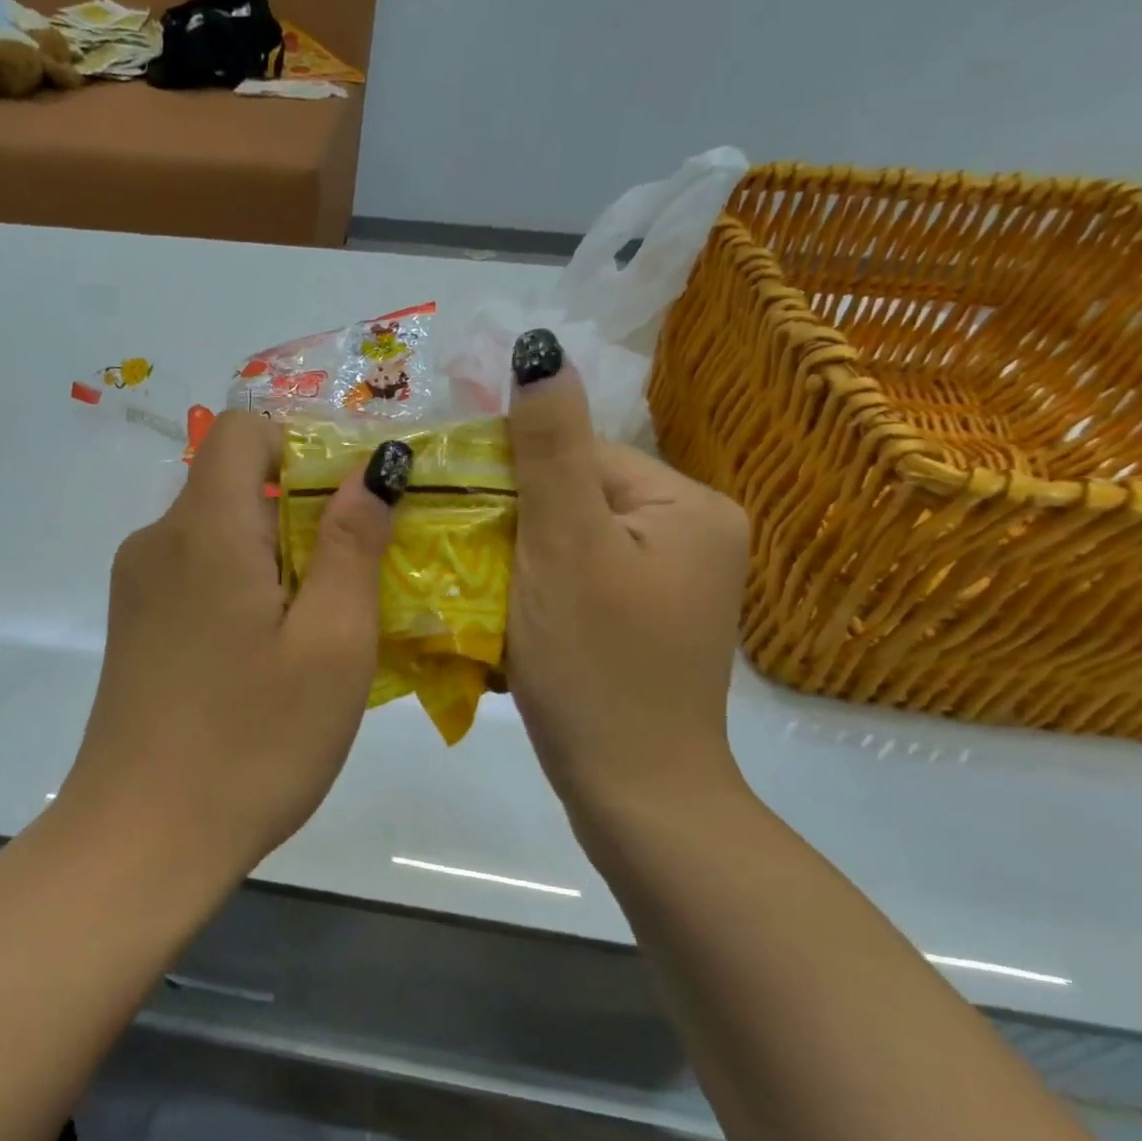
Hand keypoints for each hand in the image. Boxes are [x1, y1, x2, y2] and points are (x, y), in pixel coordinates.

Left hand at [64, 412, 407, 877]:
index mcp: (202, 527)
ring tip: (316, 633)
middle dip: (300, 513)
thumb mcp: (331, 643)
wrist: (141, 840)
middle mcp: (157, 541)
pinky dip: (241, 590)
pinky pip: (196, 576)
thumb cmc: (252, 741)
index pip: (242, 429)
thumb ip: (353, 543)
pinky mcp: (134, 626)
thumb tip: (373, 466)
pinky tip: (266, 660)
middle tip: (351, 585)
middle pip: (233, 483)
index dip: (300, 445)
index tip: (347, 505)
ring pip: (217, 534)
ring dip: (275, 559)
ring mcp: (137, 587)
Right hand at [503, 329, 749, 814]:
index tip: (449, 501)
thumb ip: (548, 447)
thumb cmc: (595, 664)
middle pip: (574, 495)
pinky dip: (537, 585)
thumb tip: (538, 348)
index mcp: (687, 505)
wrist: (634, 792)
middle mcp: (691, 533)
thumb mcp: (564, 546)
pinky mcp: (643, 620)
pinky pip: (578, 577)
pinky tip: (504, 612)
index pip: (579, 453)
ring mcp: (670, 582)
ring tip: (472, 583)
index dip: (509, 471)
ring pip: (569, 538)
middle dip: (511, 518)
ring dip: (516, 553)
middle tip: (455, 549)